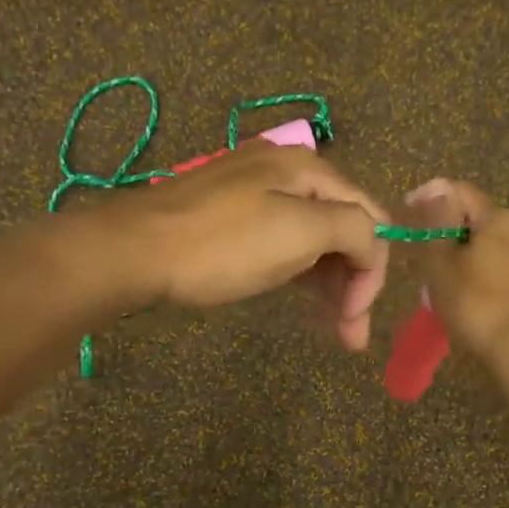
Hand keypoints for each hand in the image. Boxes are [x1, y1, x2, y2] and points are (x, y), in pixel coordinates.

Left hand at [113, 143, 390, 350]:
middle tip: (349, 337)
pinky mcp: (232, 216)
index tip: (355, 319)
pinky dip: (300, 272)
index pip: (370, 218)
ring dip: (330, 283)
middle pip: (343, 228)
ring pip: (313, 239)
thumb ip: (352, 229)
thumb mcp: (298, 232)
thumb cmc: (222, 245)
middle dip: (354, 282)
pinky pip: (283, 242)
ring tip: (331, 330)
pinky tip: (301, 298)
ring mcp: (256, 192)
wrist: (135, 249)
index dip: (372, 270)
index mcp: (310, 170)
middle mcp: (288, 173)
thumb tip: (373, 243)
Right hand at [404, 178, 508, 361]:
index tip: (407, 212)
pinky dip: (480, 273)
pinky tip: (466, 295)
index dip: (429, 196)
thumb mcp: (441, 263)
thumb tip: (434, 195)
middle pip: (475, 219)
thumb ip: (435, 226)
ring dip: (463, 255)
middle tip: (421, 254)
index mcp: (499, 218)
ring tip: (440, 280)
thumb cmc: (476, 303)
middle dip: (446, 232)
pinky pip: (501, 268)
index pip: (460, 191)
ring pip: (489, 246)